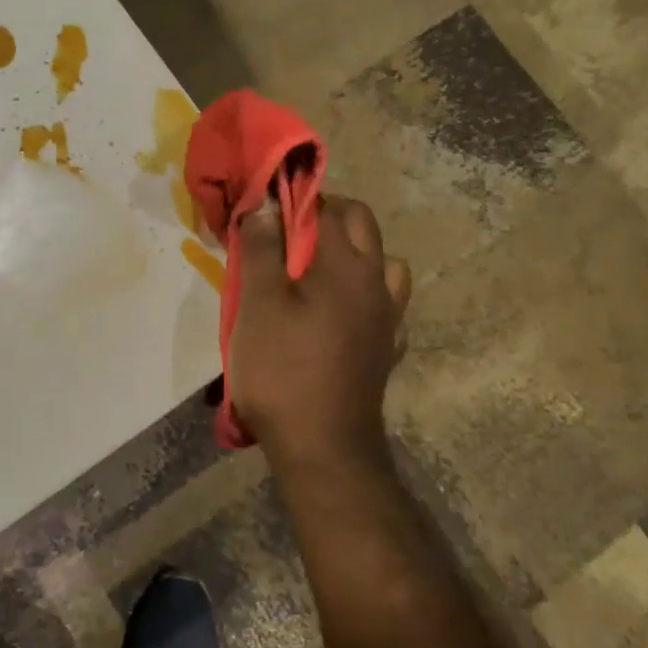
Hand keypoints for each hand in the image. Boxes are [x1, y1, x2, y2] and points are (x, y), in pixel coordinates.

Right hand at [229, 196, 410, 463]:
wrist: (323, 447)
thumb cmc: (282, 370)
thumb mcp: (258, 305)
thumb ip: (261, 250)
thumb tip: (264, 203)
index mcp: (345, 265)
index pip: (324, 207)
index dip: (292, 200)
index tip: (264, 210)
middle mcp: (375, 282)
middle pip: (361, 225)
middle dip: (326, 216)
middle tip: (285, 235)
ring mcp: (388, 318)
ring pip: (385, 264)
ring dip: (356, 254)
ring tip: (320, 272)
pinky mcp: (387, 350)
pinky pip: (387, 307)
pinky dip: (368, 297)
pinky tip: (344, 314)